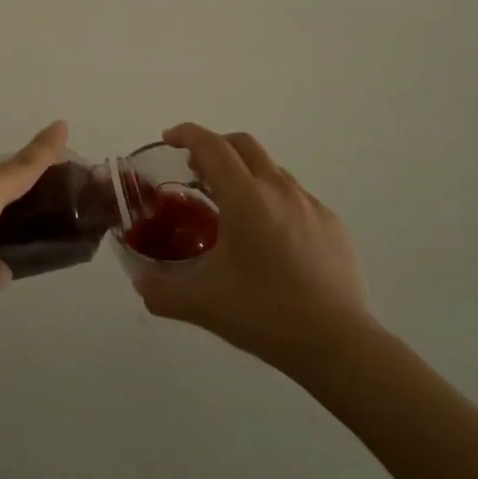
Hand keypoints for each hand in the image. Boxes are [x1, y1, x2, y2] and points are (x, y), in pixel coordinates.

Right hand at [130, 123, 375, 372]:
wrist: (338, 344)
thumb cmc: (265, 314)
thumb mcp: (202, 304)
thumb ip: (161, 291)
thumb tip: (139, 282)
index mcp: (246, 198)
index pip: (212, 146)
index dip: (187, 134)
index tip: (169, 139)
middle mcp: (280, 190)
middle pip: (243, 145)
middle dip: (216, 146)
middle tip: (196, 171)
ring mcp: (311, 205)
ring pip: (271, 170)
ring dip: (246, 174)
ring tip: (231, 208)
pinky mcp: (333, 225)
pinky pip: (295, 197)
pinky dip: (273, 200)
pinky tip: (270, 239)